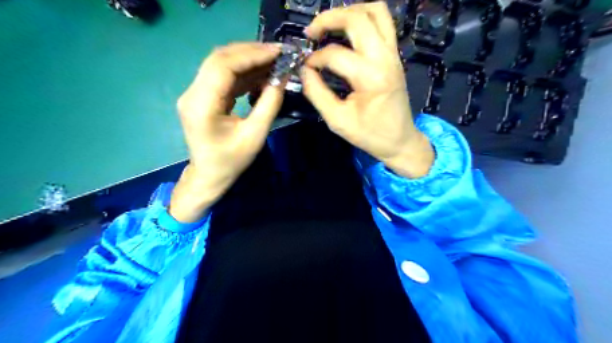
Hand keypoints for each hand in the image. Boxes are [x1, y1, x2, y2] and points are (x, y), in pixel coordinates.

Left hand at [169, 42, 283, 223]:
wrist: (209, 175)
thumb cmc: (231, 161)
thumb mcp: (255, 135)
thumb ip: (269, 104)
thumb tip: (282, 77)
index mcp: (201, 105)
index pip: (223, 66)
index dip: (251, 55)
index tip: (278, 52)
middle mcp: (192, 93)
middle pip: (220, 59)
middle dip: (251, 52)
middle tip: (278, 53)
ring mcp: (195, 93)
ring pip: (221, 64)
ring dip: (248, 60)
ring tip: (273, 61)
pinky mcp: (202, 96)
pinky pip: (223, 76)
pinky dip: (243, 72)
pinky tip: (261, 74)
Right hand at [301, 2, 434, 178]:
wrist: (399, 140)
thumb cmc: (370, 134)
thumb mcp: (337, 121)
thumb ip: (317, 93)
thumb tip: (304, 71)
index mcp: (371, 77)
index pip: (336, 54)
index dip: (315, 59)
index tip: (305, 68)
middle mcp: (385, 58)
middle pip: (357, 18)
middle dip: (328, 19)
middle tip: (310, 32)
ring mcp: (393, 53)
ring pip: (375, 11)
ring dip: (349, 12)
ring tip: (330, 25)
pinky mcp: (394, 55)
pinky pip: (383, 22)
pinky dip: (363, 18)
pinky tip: (348, 32)